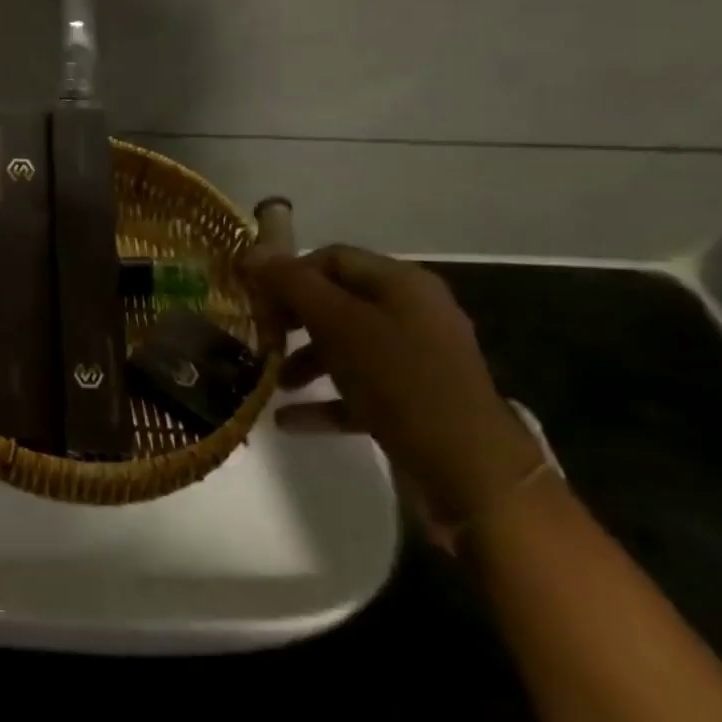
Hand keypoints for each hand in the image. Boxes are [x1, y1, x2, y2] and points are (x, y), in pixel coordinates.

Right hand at [238, 244, 543, 525]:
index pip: (331, 258)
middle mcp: (412, 312)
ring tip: (273, 384)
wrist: (470, 469)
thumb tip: (250, 253)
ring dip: (305, 360)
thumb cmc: (399, 380)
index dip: (289, 274)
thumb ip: (292, 285)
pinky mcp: (415, 401)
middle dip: (293, 319)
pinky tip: (289, 421)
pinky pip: (360, 388)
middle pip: (337, 301)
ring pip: (347, 346)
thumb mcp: (338, 325)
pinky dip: (326, 398)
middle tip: (261, 338)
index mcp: (400, 283)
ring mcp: (417, 358)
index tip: (254, 300)